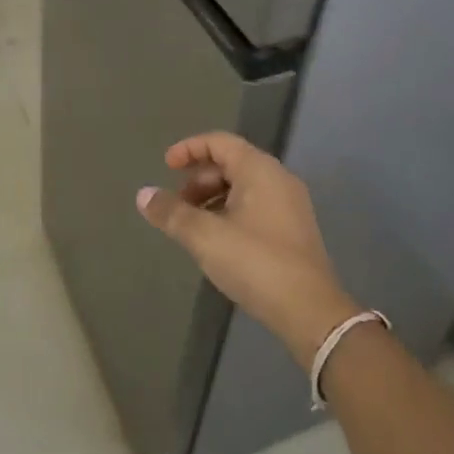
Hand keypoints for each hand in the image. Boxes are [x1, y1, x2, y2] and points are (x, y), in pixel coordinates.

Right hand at [137, 132, 359, 369]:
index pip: (219, 141)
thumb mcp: (205, 236)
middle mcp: (278, 178)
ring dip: (213, 198)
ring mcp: (290, 204)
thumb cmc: (255, 262)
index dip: (189, 149)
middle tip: (177, 203)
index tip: (166, 166)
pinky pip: (255, 205)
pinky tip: (217, 240)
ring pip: (243, 186)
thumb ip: (172, 213)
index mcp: (259, 169)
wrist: (310, 311)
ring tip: (192, 225)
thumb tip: (143, 195)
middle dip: (199, 178)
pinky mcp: (294, 229)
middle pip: (231, 162)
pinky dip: (230, 211)